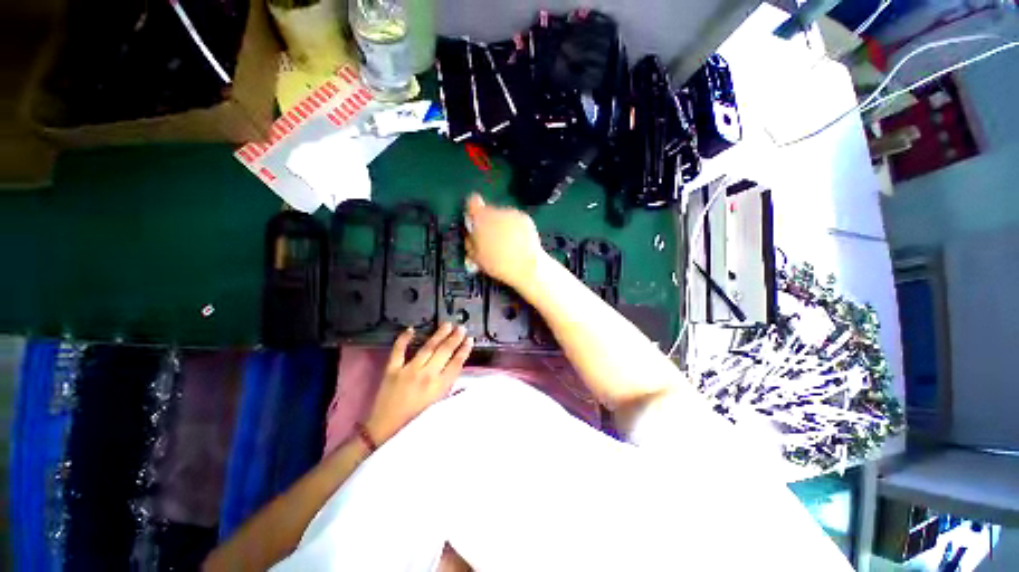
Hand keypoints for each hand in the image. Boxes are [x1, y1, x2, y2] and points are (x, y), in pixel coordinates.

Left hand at [365, 323, 473, 444]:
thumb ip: (450, 388)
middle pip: (444, 352)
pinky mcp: (392, 370)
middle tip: (461, 327)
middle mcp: (426, 375)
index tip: (470, 340)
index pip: (456, 364)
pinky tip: (411, 329)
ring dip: (439, 335)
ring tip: (447, 324)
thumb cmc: (416, 421)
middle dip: (454, 339)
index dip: (464, 350)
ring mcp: (408, 371)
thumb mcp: (439, 407)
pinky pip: (398, 351)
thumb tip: (458, 369)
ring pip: (427, 348)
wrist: (385, 430)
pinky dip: (403, 339)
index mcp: (439, 387)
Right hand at [465, 193, 545, 289]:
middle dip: (489, 222)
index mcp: (481, 219)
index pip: (472, 202)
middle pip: (489, 211)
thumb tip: (471, 234)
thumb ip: (470, 241)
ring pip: (503, 216)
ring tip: (507, 243)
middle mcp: (497, 211)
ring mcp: (513, 214)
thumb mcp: (475, 257)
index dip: (472, 211)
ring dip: (502, 225)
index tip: (474, 222)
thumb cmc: (497, 264)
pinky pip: (516, 220)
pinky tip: (518, 242)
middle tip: (492, 239)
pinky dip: (515, 228)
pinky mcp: (526, 219)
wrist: (526, 267)